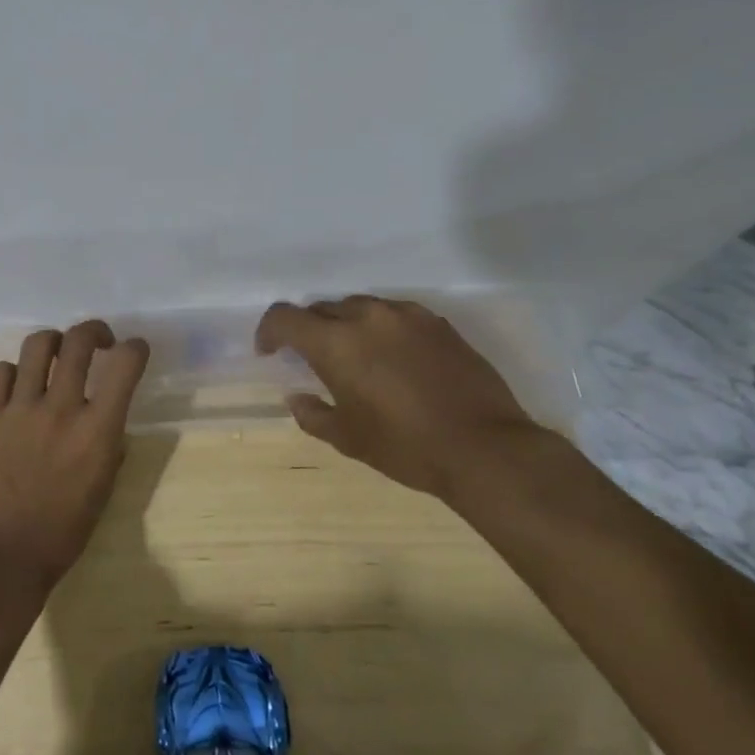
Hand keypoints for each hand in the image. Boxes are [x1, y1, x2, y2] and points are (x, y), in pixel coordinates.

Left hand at [0, 320, 150, 593]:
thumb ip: (109, 442)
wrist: (6, 554)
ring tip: (56, 355)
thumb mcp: (105, 486)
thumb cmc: (65, 529)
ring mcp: (21, 409)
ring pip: (38, 345)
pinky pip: (0, 371)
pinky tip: (17, 386)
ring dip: (54, 342)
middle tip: (98, 341)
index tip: (133, 350)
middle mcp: (61, 409)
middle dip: (94, 331)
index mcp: (98, 430)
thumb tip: (106, 417)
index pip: (125, 365)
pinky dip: (13, 371)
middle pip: (79, 341)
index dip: (135, 348)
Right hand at [255, 295, 556, 501]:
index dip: (269, 330)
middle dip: (308, 329)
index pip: (285, 317)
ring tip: (355, 354)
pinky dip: (381, 328)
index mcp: (336, 343)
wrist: (484, 448)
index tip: (269, 352)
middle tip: (312, 359)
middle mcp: (367, 317)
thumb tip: (296, 398)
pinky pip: (395, 314)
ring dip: (346, 325)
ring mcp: (406, 315)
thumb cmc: (406, 447)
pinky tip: (393, 356)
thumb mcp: (348, 439)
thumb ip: (313, 414)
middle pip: (322, 308)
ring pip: (360, 306)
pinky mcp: (437, 322)